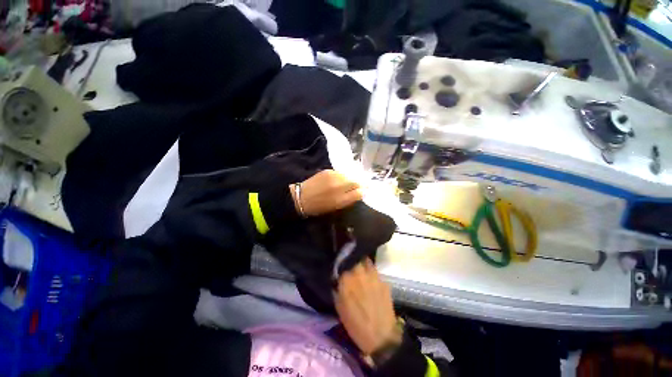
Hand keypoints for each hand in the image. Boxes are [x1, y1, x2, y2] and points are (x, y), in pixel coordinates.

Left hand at [291, 170, 361, 216]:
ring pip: (349, 175)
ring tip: (350, 182)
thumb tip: (359, 192)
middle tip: (361, 185)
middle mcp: (339, 186)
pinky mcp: (328, 171)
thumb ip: (348, 199)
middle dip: (360, 183)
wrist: (301, 197)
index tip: (365, 190)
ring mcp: (333, 177)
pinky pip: (340, 173)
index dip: (363, 191)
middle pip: (356, 181)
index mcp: (341, 199)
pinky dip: (342, 176)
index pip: (359, 192)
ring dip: (351, 178)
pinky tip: (339, 179)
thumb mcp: (335, 207)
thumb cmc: (318, 206)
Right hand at [334, 259, 397, 354]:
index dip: (342, 262)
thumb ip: (338, 288)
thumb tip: (338, 278)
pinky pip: (376, 273)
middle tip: (352, 266)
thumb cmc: (356, 324)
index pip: (343, 262)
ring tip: (362, 271)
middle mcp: (360, 273)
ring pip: (367, 262)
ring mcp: (374, 276)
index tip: (341, 264)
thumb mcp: (340, 307)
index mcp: (347, 279)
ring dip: (363, 264)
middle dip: (353, 260)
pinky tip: (372, 283)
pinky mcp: (384, 281)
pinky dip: (372, 275)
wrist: (381, 337)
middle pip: (356, 258)